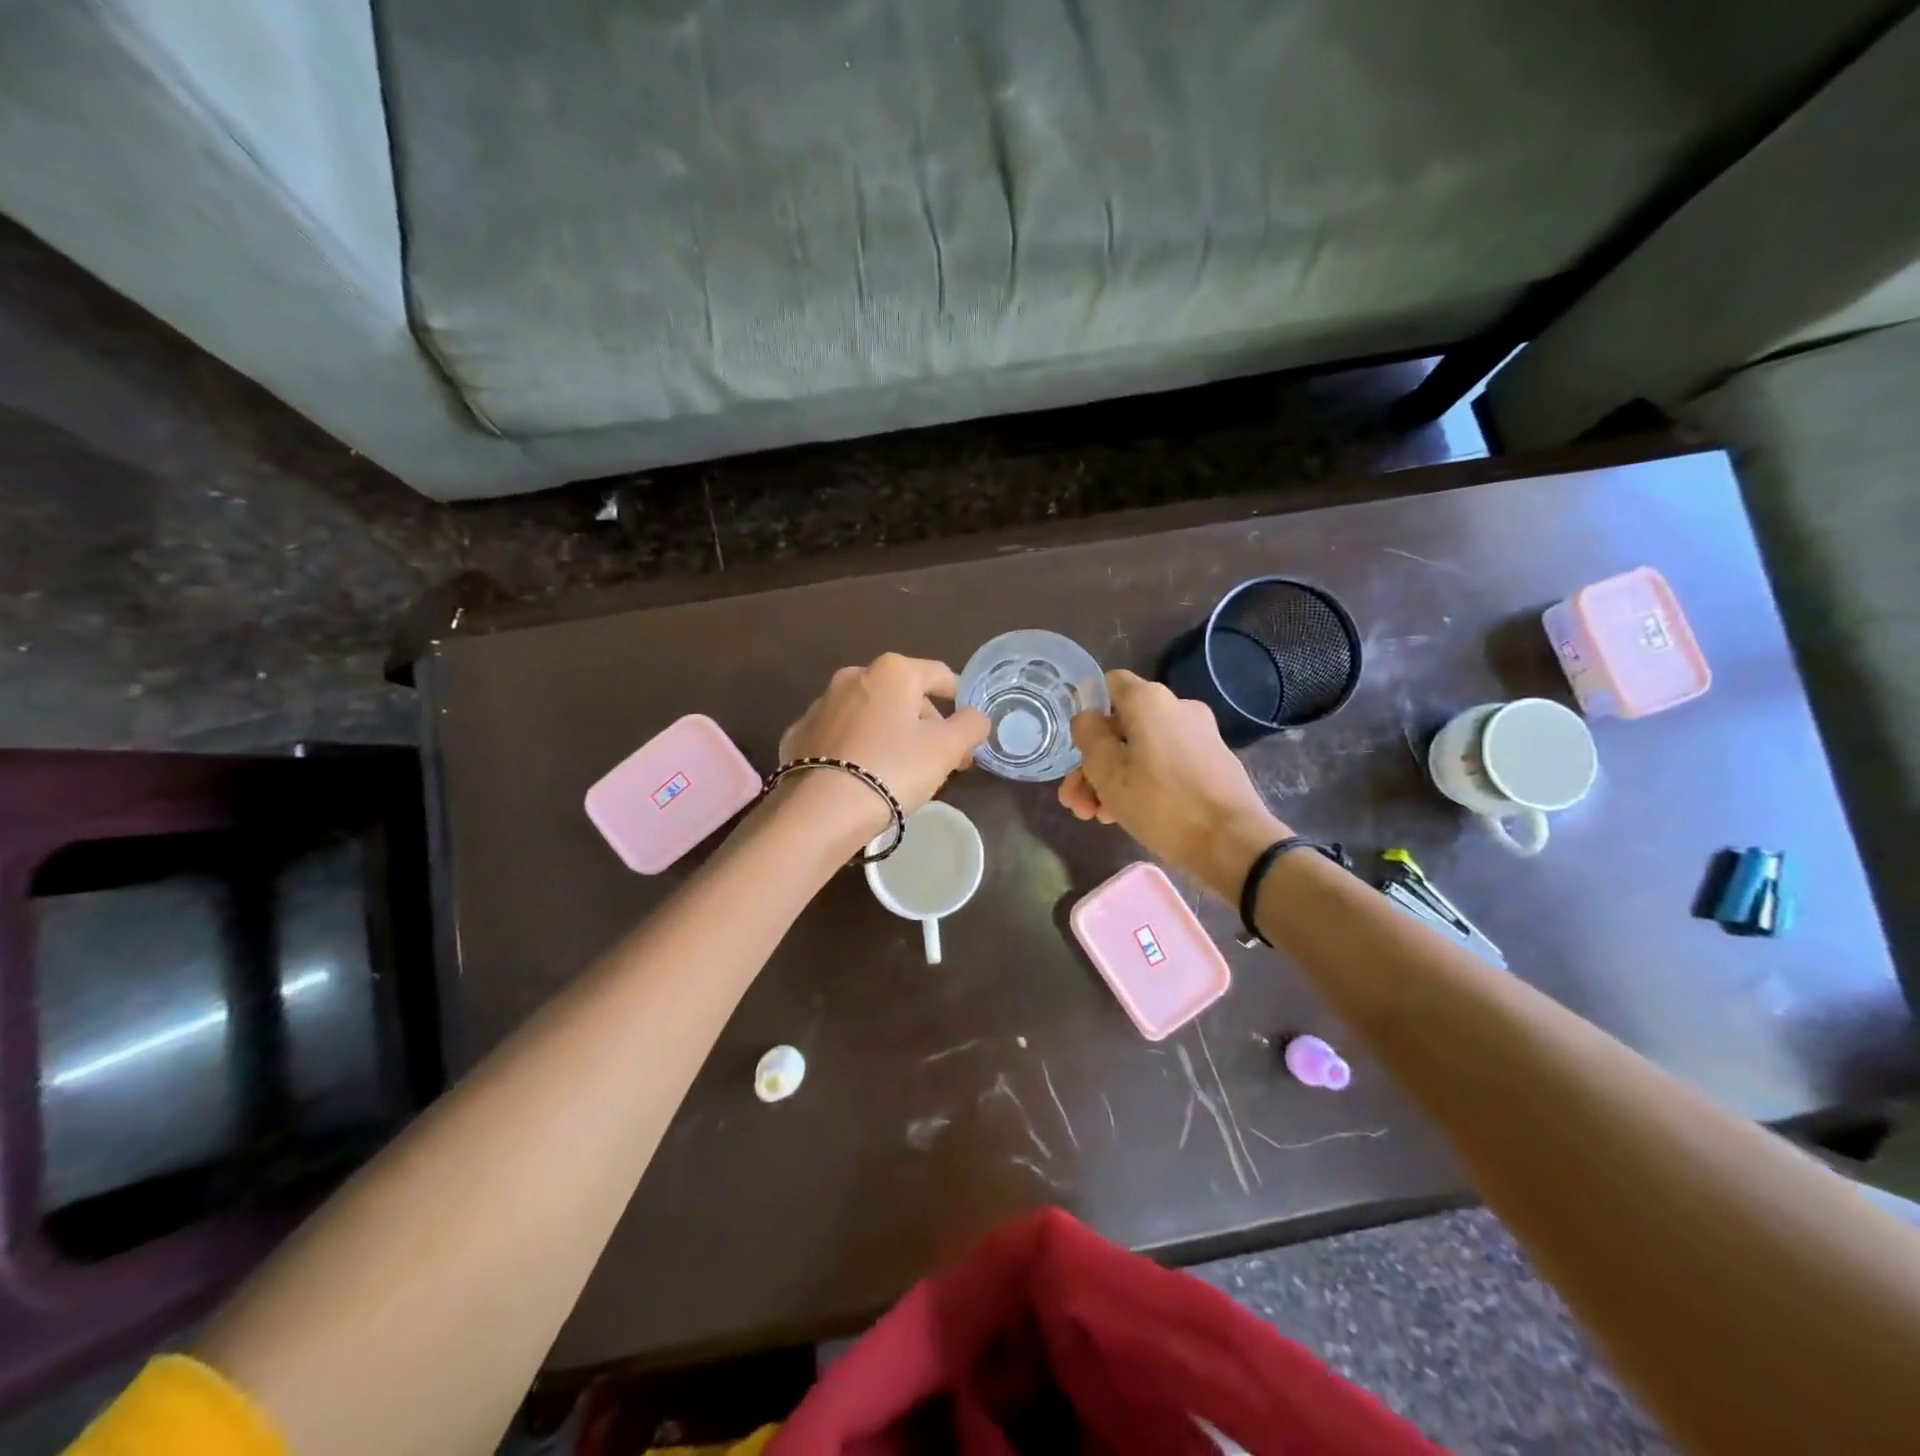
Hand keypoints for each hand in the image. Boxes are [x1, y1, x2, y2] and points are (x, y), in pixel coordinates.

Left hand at [774, 653, 989, 845]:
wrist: (822, 810)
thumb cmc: (893, 769)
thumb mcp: (946, 749)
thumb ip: (970, 725)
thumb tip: (975, 717)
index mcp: (892, 672)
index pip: (939, 675)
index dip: (960, 700)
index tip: (969, 732)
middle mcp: (853, 677)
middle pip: (903, 696)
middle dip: (926, 725)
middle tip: (941, 762)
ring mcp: (821, 705)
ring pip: (871, 715)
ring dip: (891, 735)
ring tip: (902, 773)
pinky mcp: (799, 735)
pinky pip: (841, 737)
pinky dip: (857, 749)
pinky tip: (864, 776)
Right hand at [1059, 670, 1287, 896]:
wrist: (1232, 842)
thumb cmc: (1161, 802)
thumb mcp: (1107, 771)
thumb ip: (1088, 736)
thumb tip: (1088, 719)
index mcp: (1150, 701)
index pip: (1109, 684)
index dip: (1087, 710)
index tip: (1074, 745)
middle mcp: (1177, 708)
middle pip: (1121, 727)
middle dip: (1093, 763)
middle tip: (1075, 801)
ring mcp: (1199, 736)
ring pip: (1141, 750)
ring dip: (1113, 779)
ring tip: (1095, 816)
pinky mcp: (1211, 764)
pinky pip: (1165, 764)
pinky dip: (1142, 783)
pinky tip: (1124, 816)